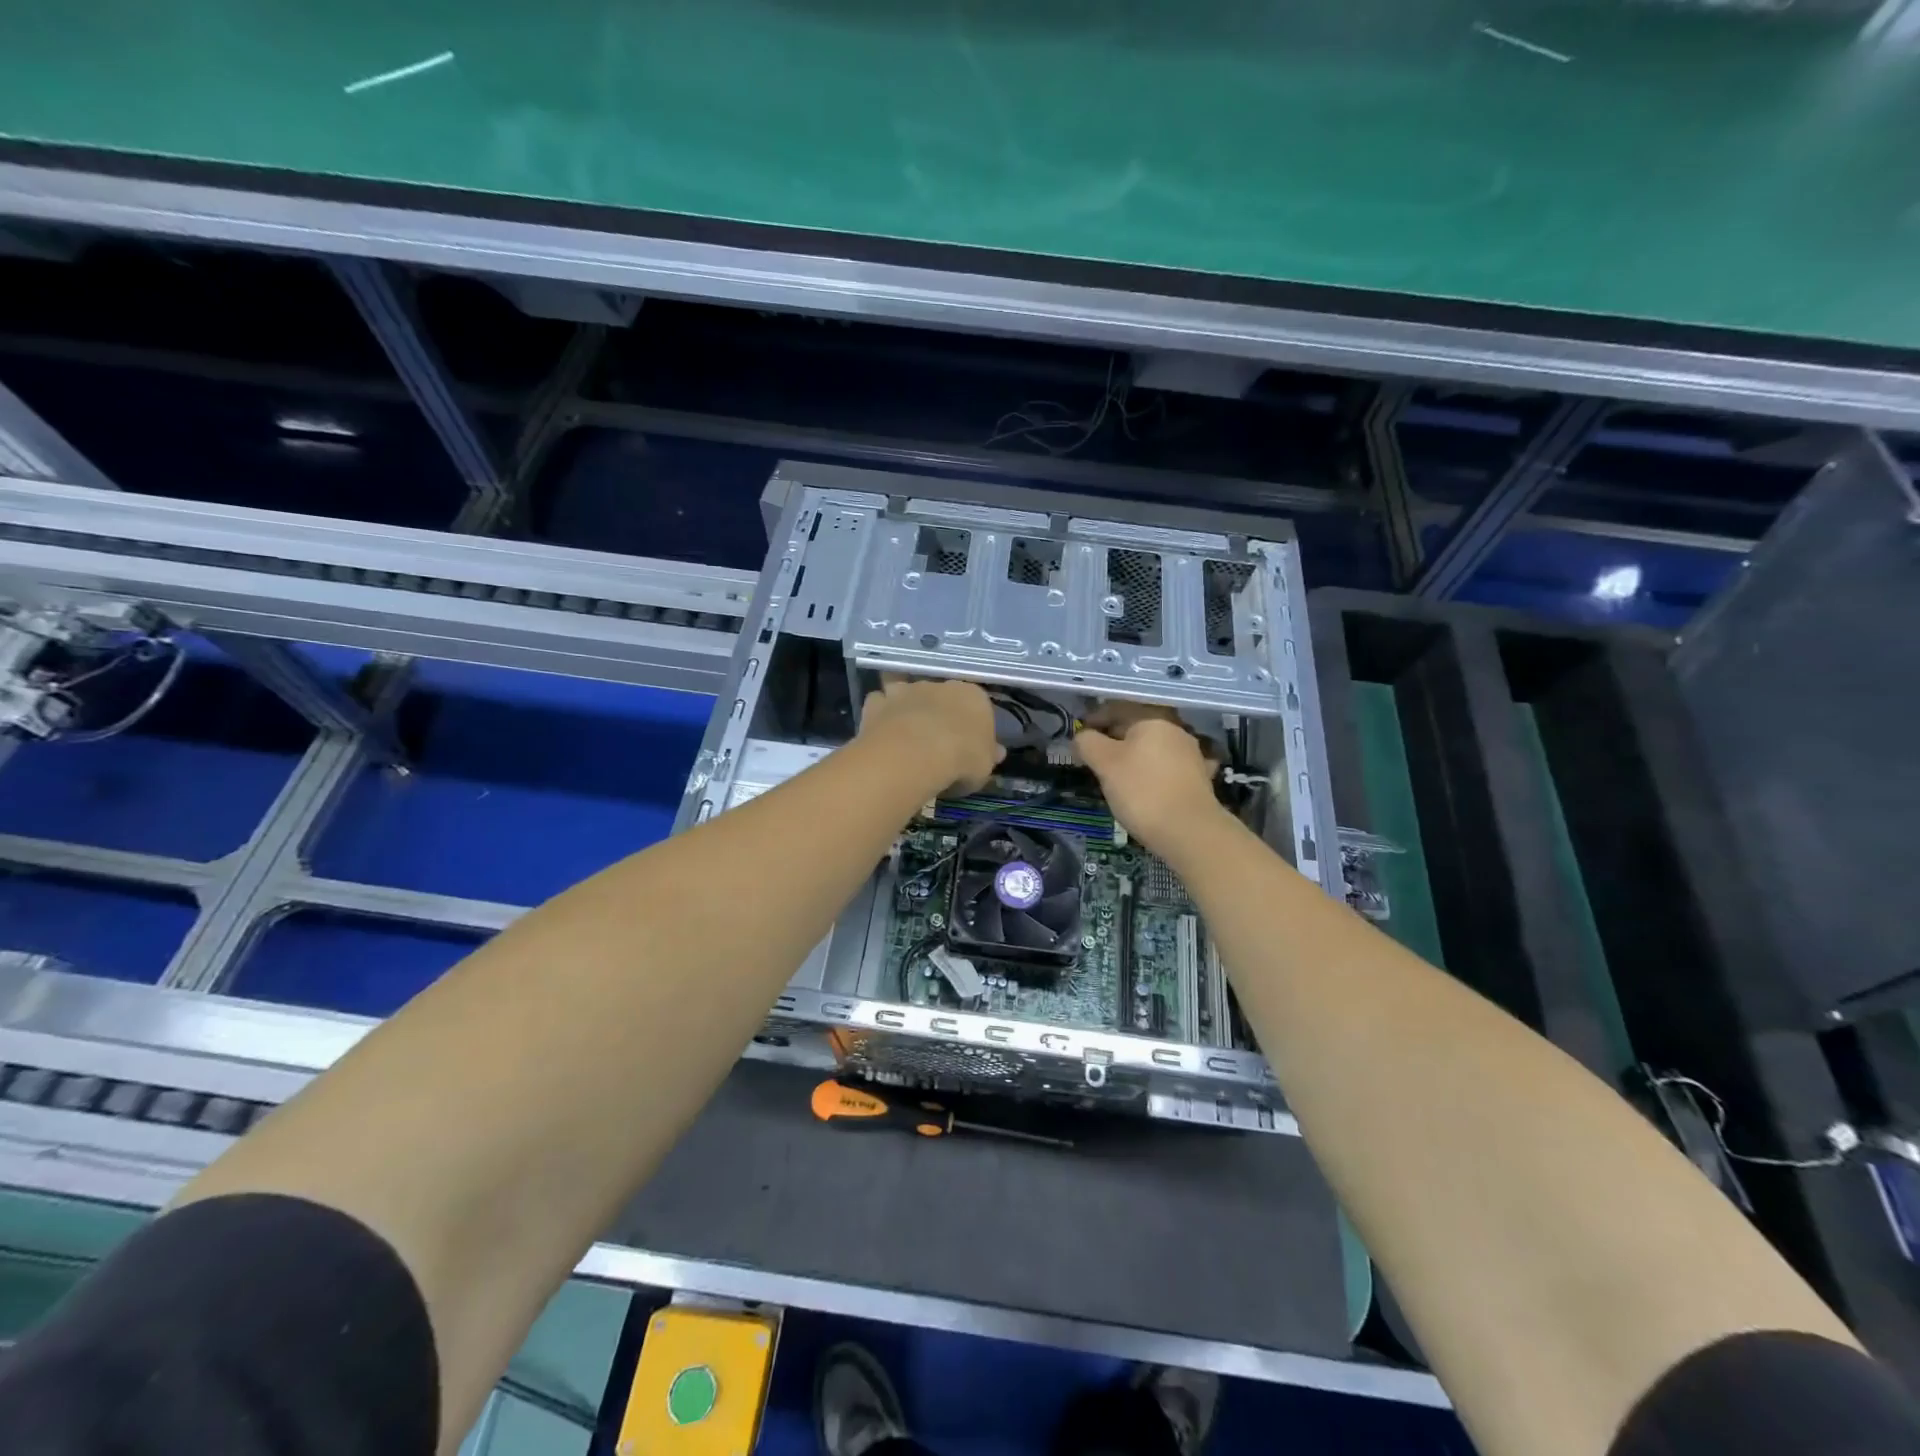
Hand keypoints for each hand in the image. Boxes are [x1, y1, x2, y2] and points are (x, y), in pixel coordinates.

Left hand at [858, 675, 1003, 794]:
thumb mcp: (985, 766)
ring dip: (906, 705)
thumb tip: (997, 751)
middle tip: (936, 741)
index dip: (972, 725)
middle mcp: (940, 685)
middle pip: (941, 696)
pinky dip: (880, 713)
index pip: (977, 706)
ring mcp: (906, 690)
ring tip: (905, 731)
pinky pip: (879, 704)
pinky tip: (881, 731)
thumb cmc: (961, 759)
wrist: (916, 755)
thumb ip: (989, 755)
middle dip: (938, 712)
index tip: (968, 745)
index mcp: (973, 696)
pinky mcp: (878, 702)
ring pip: (907, 692)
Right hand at [1074, 705, 1221, 853]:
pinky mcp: (1199, 778)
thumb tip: (1082, 735)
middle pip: (1137, 727)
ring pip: (1153, 748)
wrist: (1189, 831)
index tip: (1079, 738)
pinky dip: (1152, 772)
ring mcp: (1191, 754)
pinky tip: (1145, 786)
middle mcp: (1176, 730)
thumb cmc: (1141, 790)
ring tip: (1116, 774)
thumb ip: (1088, 743)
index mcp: (1153, 718)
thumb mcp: (1104, 763)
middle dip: (1114, 738)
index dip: (1094, 719)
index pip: (1117, 708)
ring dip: (1134, 755)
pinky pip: (1167, 767)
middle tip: (1094, 757)